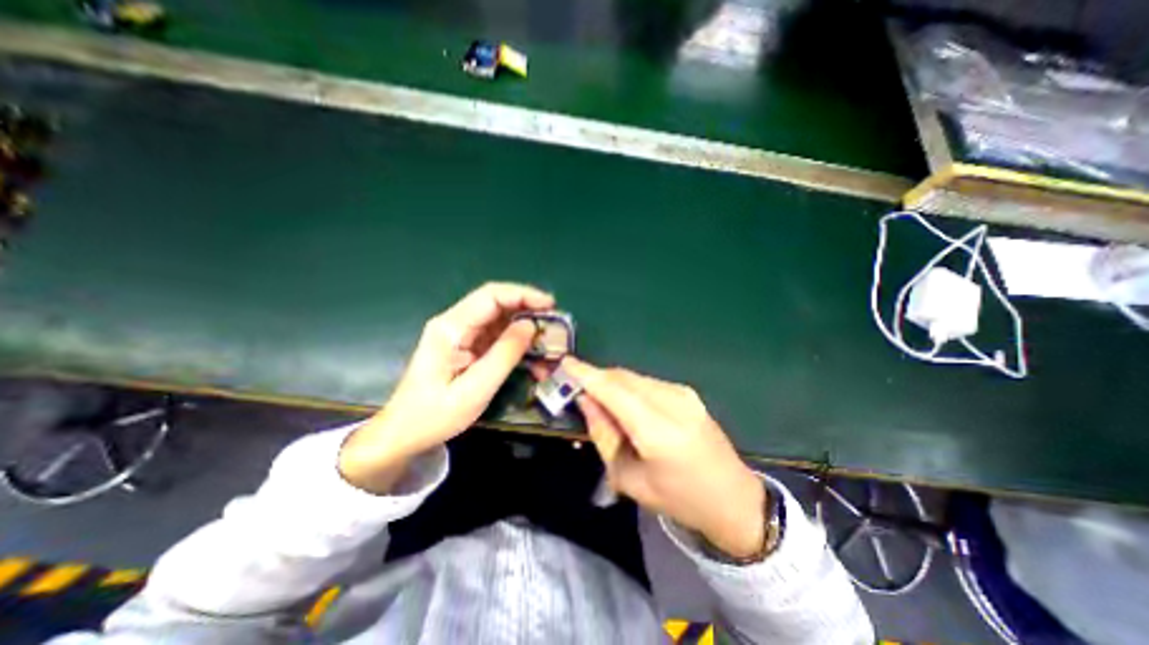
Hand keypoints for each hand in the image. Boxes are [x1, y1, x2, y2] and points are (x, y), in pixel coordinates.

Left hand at [338, 282, 554, 494]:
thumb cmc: (434, 415)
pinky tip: (532, 347)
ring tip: (548, 333)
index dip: (522, 294)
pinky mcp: (467, 345)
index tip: (549, 304)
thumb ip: (504, 356)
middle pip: (495, 301)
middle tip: (554, 318)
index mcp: (450, 328)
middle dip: (527, 305)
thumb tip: (530, 326)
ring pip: (498, 316)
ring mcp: (461, 333)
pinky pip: (496, 333)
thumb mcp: (474, 390)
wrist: (403, 433)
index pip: (490, 296)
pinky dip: (516, 336)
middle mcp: (455, 323)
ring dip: (524, 321)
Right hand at [562, 358, 766, 559]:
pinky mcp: (687, 391)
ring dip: (611, 383)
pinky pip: (646, 382)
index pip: (613, 390)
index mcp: (658, 431)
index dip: (586, 374)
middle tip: (574, 387)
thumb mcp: (629, 478)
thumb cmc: (678, 499)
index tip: (563, 363)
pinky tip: (624, 405)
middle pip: (622, 377)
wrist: (733, 498)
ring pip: (633, 377)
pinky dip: (628, 387)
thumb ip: (604, 435)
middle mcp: (673, 402)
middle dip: (595, 378)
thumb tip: (585, 401)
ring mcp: (683, 393)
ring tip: (599, 401)